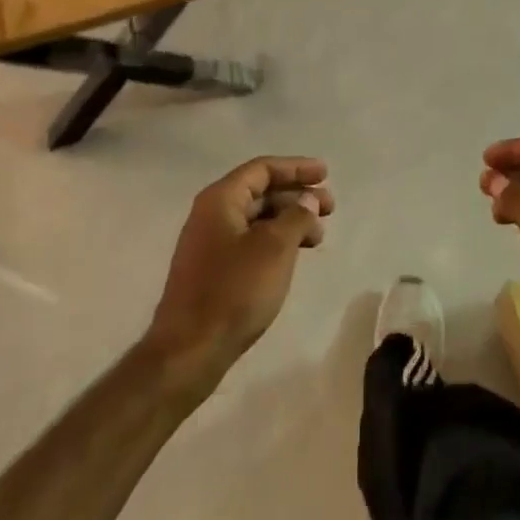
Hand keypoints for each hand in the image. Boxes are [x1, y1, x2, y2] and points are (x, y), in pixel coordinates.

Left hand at [145, 157, 332, 391]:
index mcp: (221, 199)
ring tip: (319, 235)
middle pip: (261, 192)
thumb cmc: (234, 290)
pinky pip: (251, 241)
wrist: (189, 351)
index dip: (296, 168)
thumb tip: (307, 201)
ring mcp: (210, 244)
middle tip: (330, 207)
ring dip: (290, 220)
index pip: (262, 169)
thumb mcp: (275, 248)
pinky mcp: (214, 270)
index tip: (325, 173)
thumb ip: (296, 216)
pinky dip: (277, 241)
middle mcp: (212, 214)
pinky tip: (296, 254)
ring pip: (258, 219)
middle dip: (297, 196)